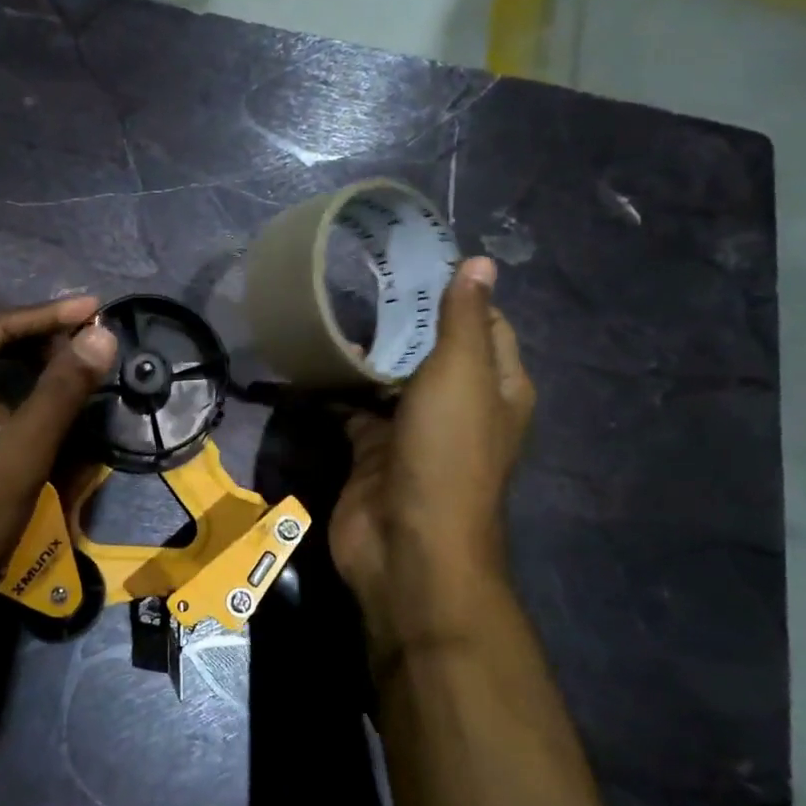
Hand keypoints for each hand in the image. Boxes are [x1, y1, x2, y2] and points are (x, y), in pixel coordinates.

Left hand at [0, 296, 117, 633]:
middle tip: (87, 334)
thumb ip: (60, 393)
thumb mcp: (18, 458)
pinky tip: (36, 414)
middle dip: (34, 335)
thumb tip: (101, 336)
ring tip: (69, 366)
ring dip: (22, 368)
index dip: (49, 315)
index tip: (98, 308)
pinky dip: (7, 401)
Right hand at [330, 257, 533, 644]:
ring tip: (330, 308)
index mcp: (497, 386)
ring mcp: (412, 430)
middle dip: (401, 318)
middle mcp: (458, 405)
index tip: (411, 259)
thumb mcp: (461, 375)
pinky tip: (308, 360)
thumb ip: (464, 319)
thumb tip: (481, 262)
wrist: (406, 545)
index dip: (454, 291)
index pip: (482, 323)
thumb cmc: (446, 453)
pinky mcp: (371, 451)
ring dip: (366, 352)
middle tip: (358, 278)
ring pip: (389, 379)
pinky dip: (335, 389)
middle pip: (430, 349)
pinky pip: (353, 409)